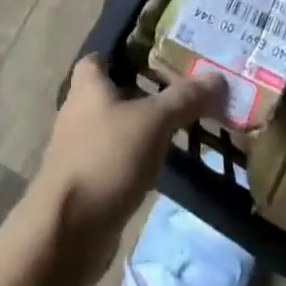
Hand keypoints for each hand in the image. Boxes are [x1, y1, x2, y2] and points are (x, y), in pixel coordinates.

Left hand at [28, 58, 226, 285]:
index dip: (125, 53)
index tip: (157, 56)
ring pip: (115, 128)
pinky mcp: (86, 183)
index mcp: (87, 86)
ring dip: (141, 129)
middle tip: (180, 91)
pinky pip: (115, 160)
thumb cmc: (106, 159)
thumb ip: (184, 99)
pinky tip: (161, 165)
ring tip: (179, 127)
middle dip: (142, 92)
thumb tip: (218, 77)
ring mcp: (79, 150)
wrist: (66, 233)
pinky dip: (135, 160)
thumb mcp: (153, 122)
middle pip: (112, 92)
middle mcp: (78, 112)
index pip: (100, 56)